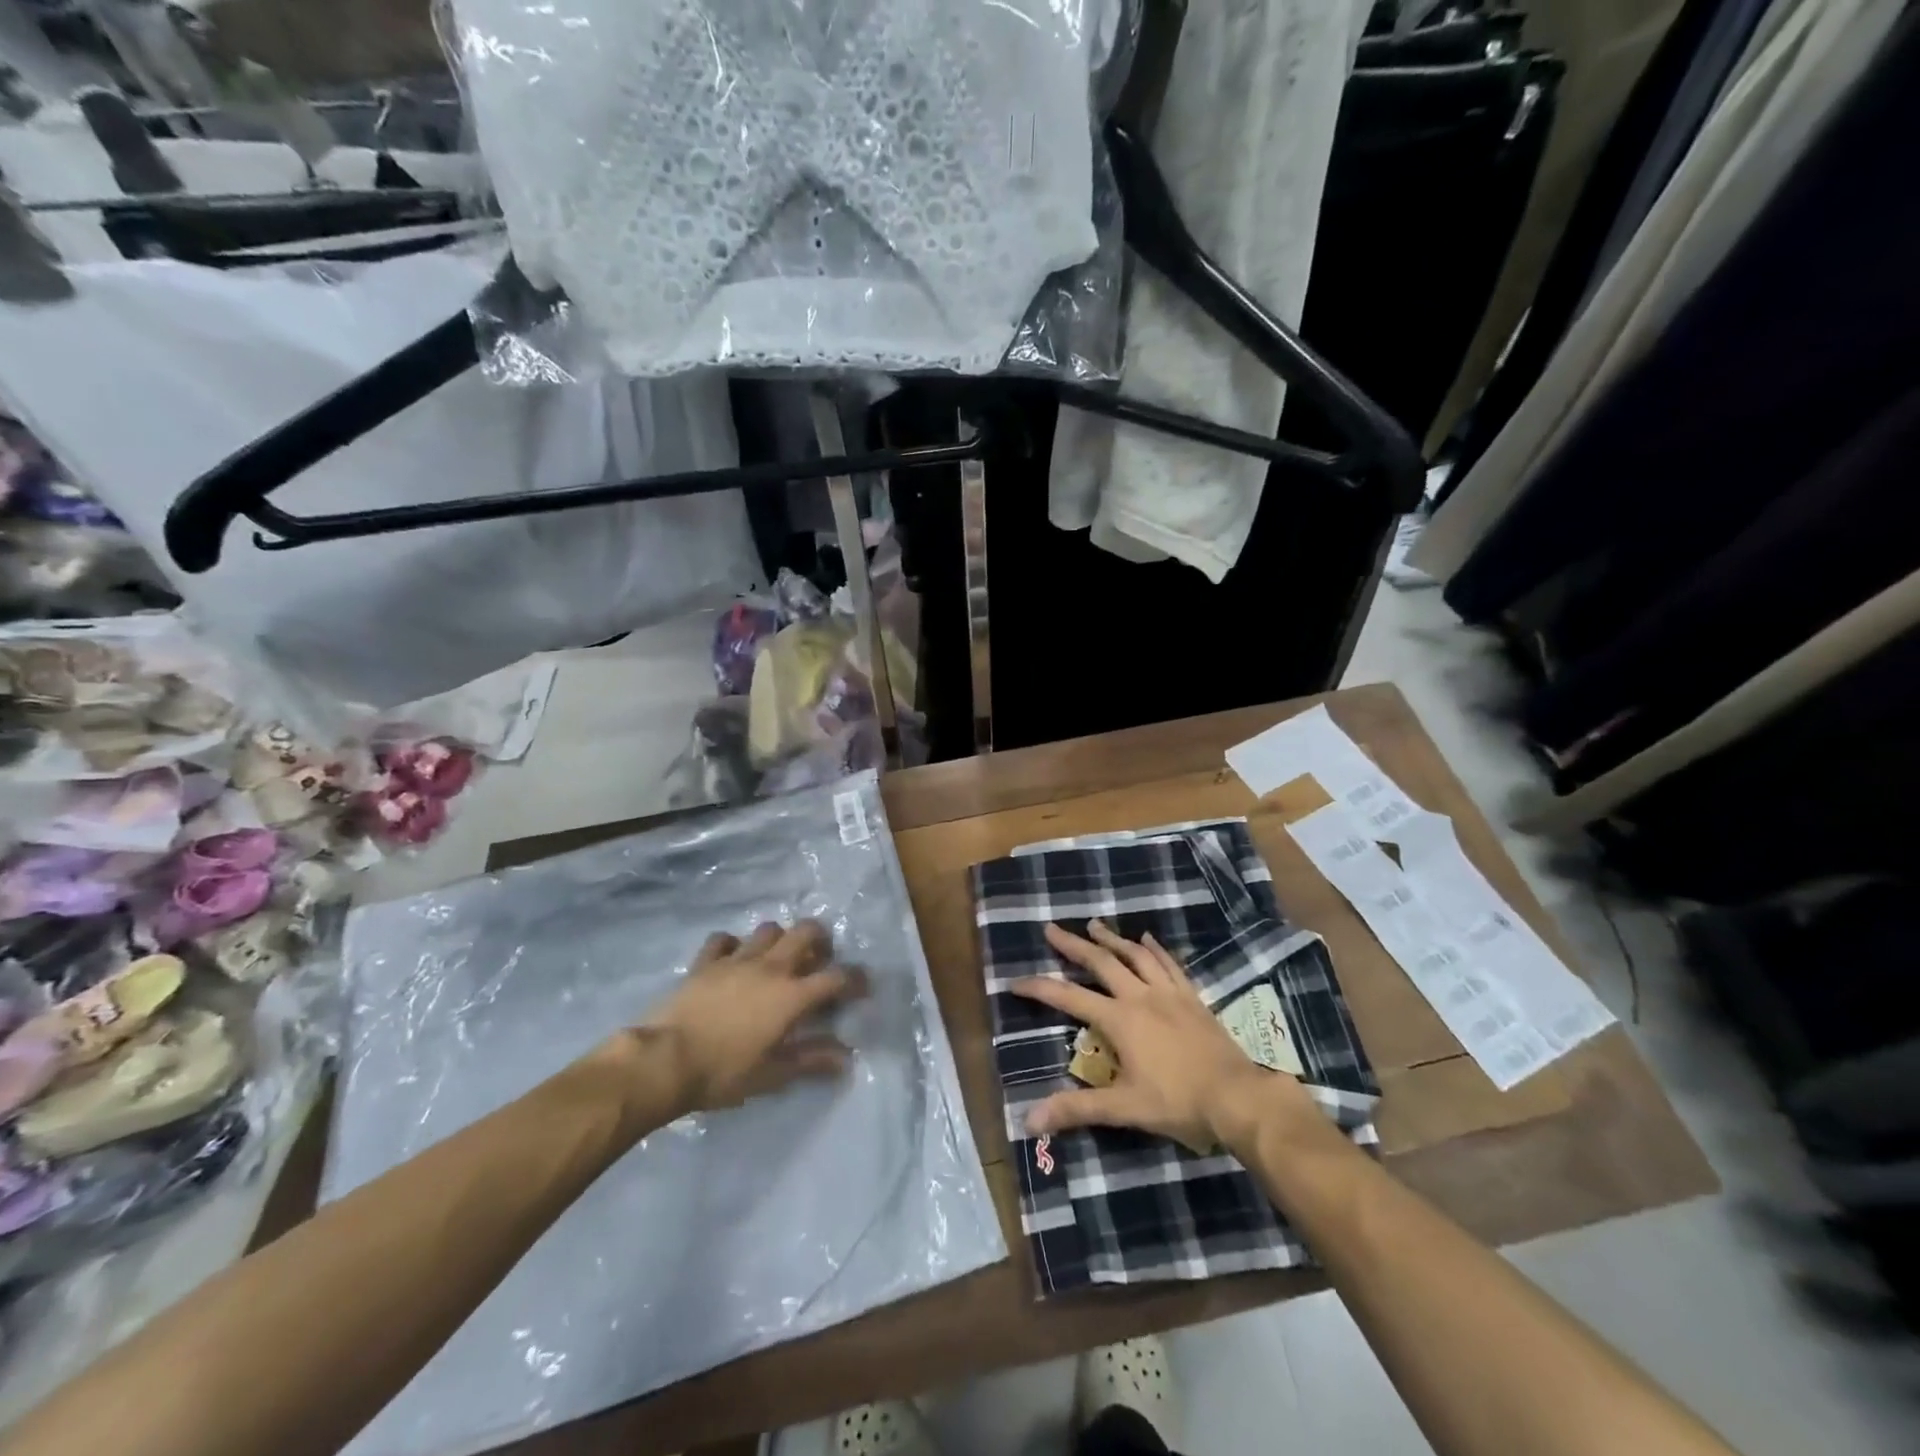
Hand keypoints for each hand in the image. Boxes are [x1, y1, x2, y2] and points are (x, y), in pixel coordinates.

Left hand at [640, 921, 866, 1113]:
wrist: (664, 1061)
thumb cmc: (723, 1072)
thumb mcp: (772, 1074)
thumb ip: (811, 1060)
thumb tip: (845, 1058)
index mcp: (792, 995)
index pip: (837, 977)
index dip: (855, 979)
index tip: (862, 988)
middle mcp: (770, 967)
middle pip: (805, 932)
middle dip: (820, 939)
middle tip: (819, 958)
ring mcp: (736, 960)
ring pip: (768, 930)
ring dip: (779, 939)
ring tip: (777, 958)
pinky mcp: (705, 962)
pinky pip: (723, 940)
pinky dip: (732, 945)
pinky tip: (732, 959)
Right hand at [1011, 920, 1293, 1147]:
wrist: (1237, 1096)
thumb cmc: (1178, 1103)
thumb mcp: (1124, 1109)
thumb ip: (1077, 1110)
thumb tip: (1029, 1121)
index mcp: (1119, 1020)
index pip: (1069, 998)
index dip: (1040, 989)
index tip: (1016, 981)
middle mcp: (1140, 996)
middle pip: (1101, 962)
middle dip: (1073, 945)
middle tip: (1052, 928)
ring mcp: (1169, 992)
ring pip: (1135, 955)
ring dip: (1112, 939)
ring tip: (1094, 925)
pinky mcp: (1192, 996)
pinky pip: (1169, 963)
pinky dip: (1155, 948)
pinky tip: (1147, 939)